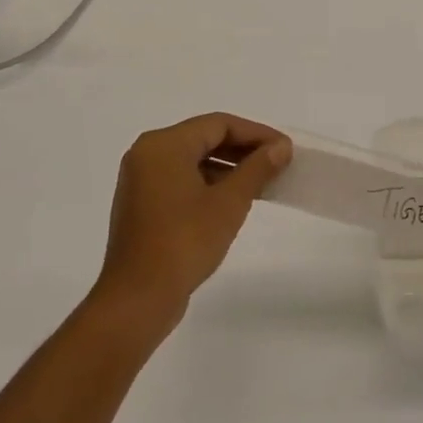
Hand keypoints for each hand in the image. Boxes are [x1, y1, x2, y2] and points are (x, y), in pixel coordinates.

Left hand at [94, 112, 291, 328]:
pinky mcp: (142, 204)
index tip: (285, 148)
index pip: (218, 124)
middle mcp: (147, 154)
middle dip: (243, 150)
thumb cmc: (185, 241)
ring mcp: (141, 180)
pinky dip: (209, 183)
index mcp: (164, 145)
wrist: (138, 297)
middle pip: (204, 138)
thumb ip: (257, 168)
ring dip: (228, 167)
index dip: (256, 133)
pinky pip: (181, 179)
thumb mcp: (229, 202)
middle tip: (278, 162)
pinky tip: (234, 200)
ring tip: (263, 182)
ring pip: (193, 160)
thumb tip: (281, 147)